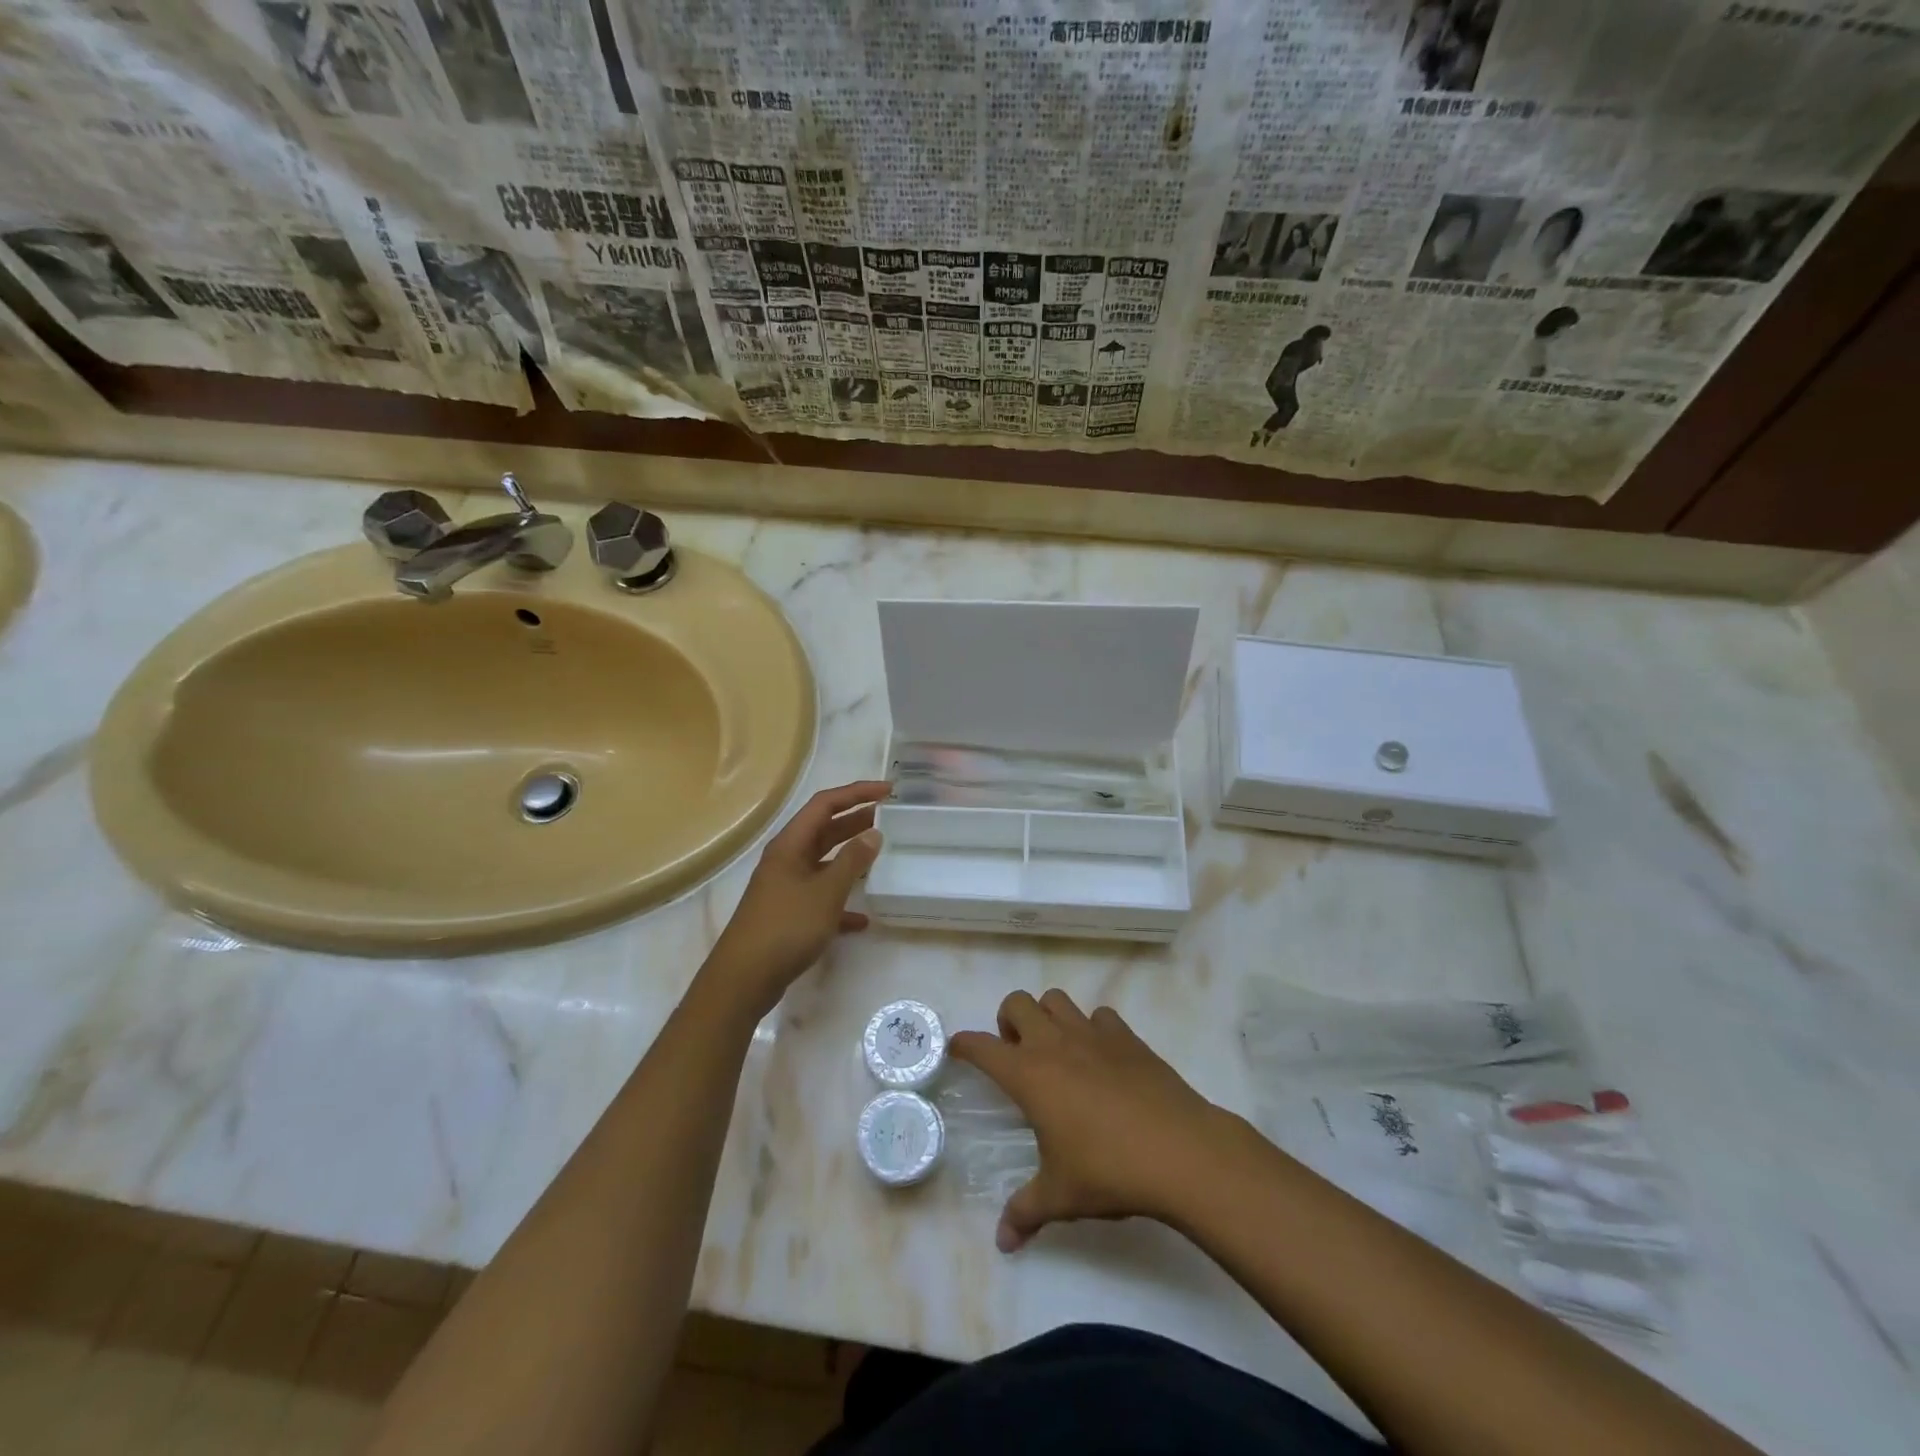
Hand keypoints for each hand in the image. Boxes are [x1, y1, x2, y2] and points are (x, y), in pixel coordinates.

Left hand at [702, 780, 889, 1017]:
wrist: (743, 979)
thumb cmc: (786, 927)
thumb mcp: (826, 891)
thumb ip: (852, 860)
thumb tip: (873, 832)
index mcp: (790, 844)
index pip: (825, 804)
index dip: (856, 793)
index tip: (888, 791)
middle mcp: (786, 859)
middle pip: (824, 830)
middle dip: (855, 820)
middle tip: (889, 817)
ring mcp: (786, 887)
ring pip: (823, 862)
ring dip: (850, 857)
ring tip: (881, 855)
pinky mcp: (788, 915)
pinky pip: (820, 897)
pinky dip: (841, 901)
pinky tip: (862, 918)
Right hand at [950, 990, 1244, 1251]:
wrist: (1180, 1151)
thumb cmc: (1108, 1170)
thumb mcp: (1060, 1197)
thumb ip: (1025, 1213)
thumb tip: (1003, 1243)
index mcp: (1029, 1074)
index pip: (982, 1047)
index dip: (964, 1044)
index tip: (958, 1049)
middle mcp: (1055, 1043)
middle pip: (1017, 1003)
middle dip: (1008, 1021)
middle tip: (1018, 1054)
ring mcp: (1093, 1034)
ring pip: (1056, 999)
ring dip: (1048, 1016)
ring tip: (1056, 1051)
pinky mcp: (1127, 1036)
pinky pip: (1100, 1015)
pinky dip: (1092, 1028)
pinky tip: (1101, 1058)